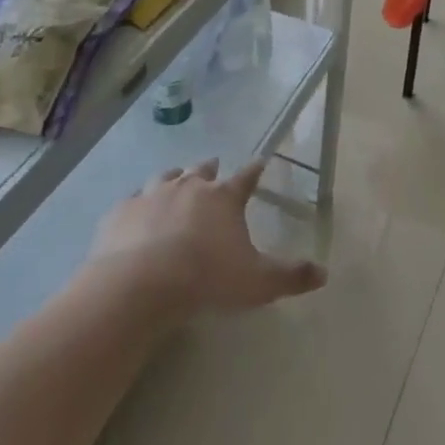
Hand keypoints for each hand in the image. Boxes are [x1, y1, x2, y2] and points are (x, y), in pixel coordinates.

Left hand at [90, 158, 325, 315]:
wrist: (141, 284)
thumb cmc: (206, 279)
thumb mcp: (257, 283)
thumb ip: (291, 276)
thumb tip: (323, 272)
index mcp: (223, 198)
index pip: (246, 177)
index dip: (255, 170)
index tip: (261, 161)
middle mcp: (188, 186)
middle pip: (202, 170)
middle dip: (210, 169)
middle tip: (213, 168)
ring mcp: (151, 194)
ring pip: (166, 177)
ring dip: (174, 177)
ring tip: (176, 179)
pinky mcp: (121, 211)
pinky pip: (131, 200)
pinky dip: (138, 203)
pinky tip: (136, 212)